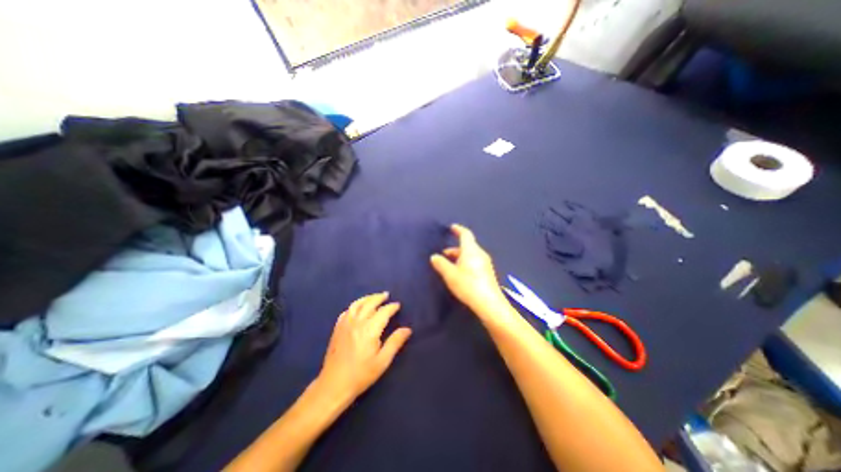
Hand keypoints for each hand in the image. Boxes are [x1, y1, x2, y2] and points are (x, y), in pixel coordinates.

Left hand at [317, 293, 412, 404]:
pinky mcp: (337, 328)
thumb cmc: (361, 374)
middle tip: (386, 295)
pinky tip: (358, 308)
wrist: (334, 385)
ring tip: (374, 297)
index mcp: (369, 330)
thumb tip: (407, 329)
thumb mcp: (382, 361)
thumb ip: (395, 342)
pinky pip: (347, 311)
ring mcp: (345, 324)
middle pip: (369, 303)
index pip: (383, 312)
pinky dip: (355, 306)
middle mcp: (357, 322)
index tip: (397, 305)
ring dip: (367, 298)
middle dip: (379, 298)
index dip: (391, 307)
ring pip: (357, 304)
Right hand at [434, 224, 519, 325]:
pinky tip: (460, 273)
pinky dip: (465, 262)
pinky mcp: (488, 272)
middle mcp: (480, 253)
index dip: (458, 229)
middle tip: (444, 254)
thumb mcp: (450, 274)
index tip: (452, 227)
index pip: (465, 234)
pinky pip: (474, 261)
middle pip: (467, 245)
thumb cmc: (468, 285)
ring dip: (459, 257)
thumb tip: (434, 256)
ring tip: (449, 265)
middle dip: (455, 248)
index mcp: (471, 250)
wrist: (489, 303)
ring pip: (470, 254)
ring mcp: (485, 263)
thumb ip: (441, 264)